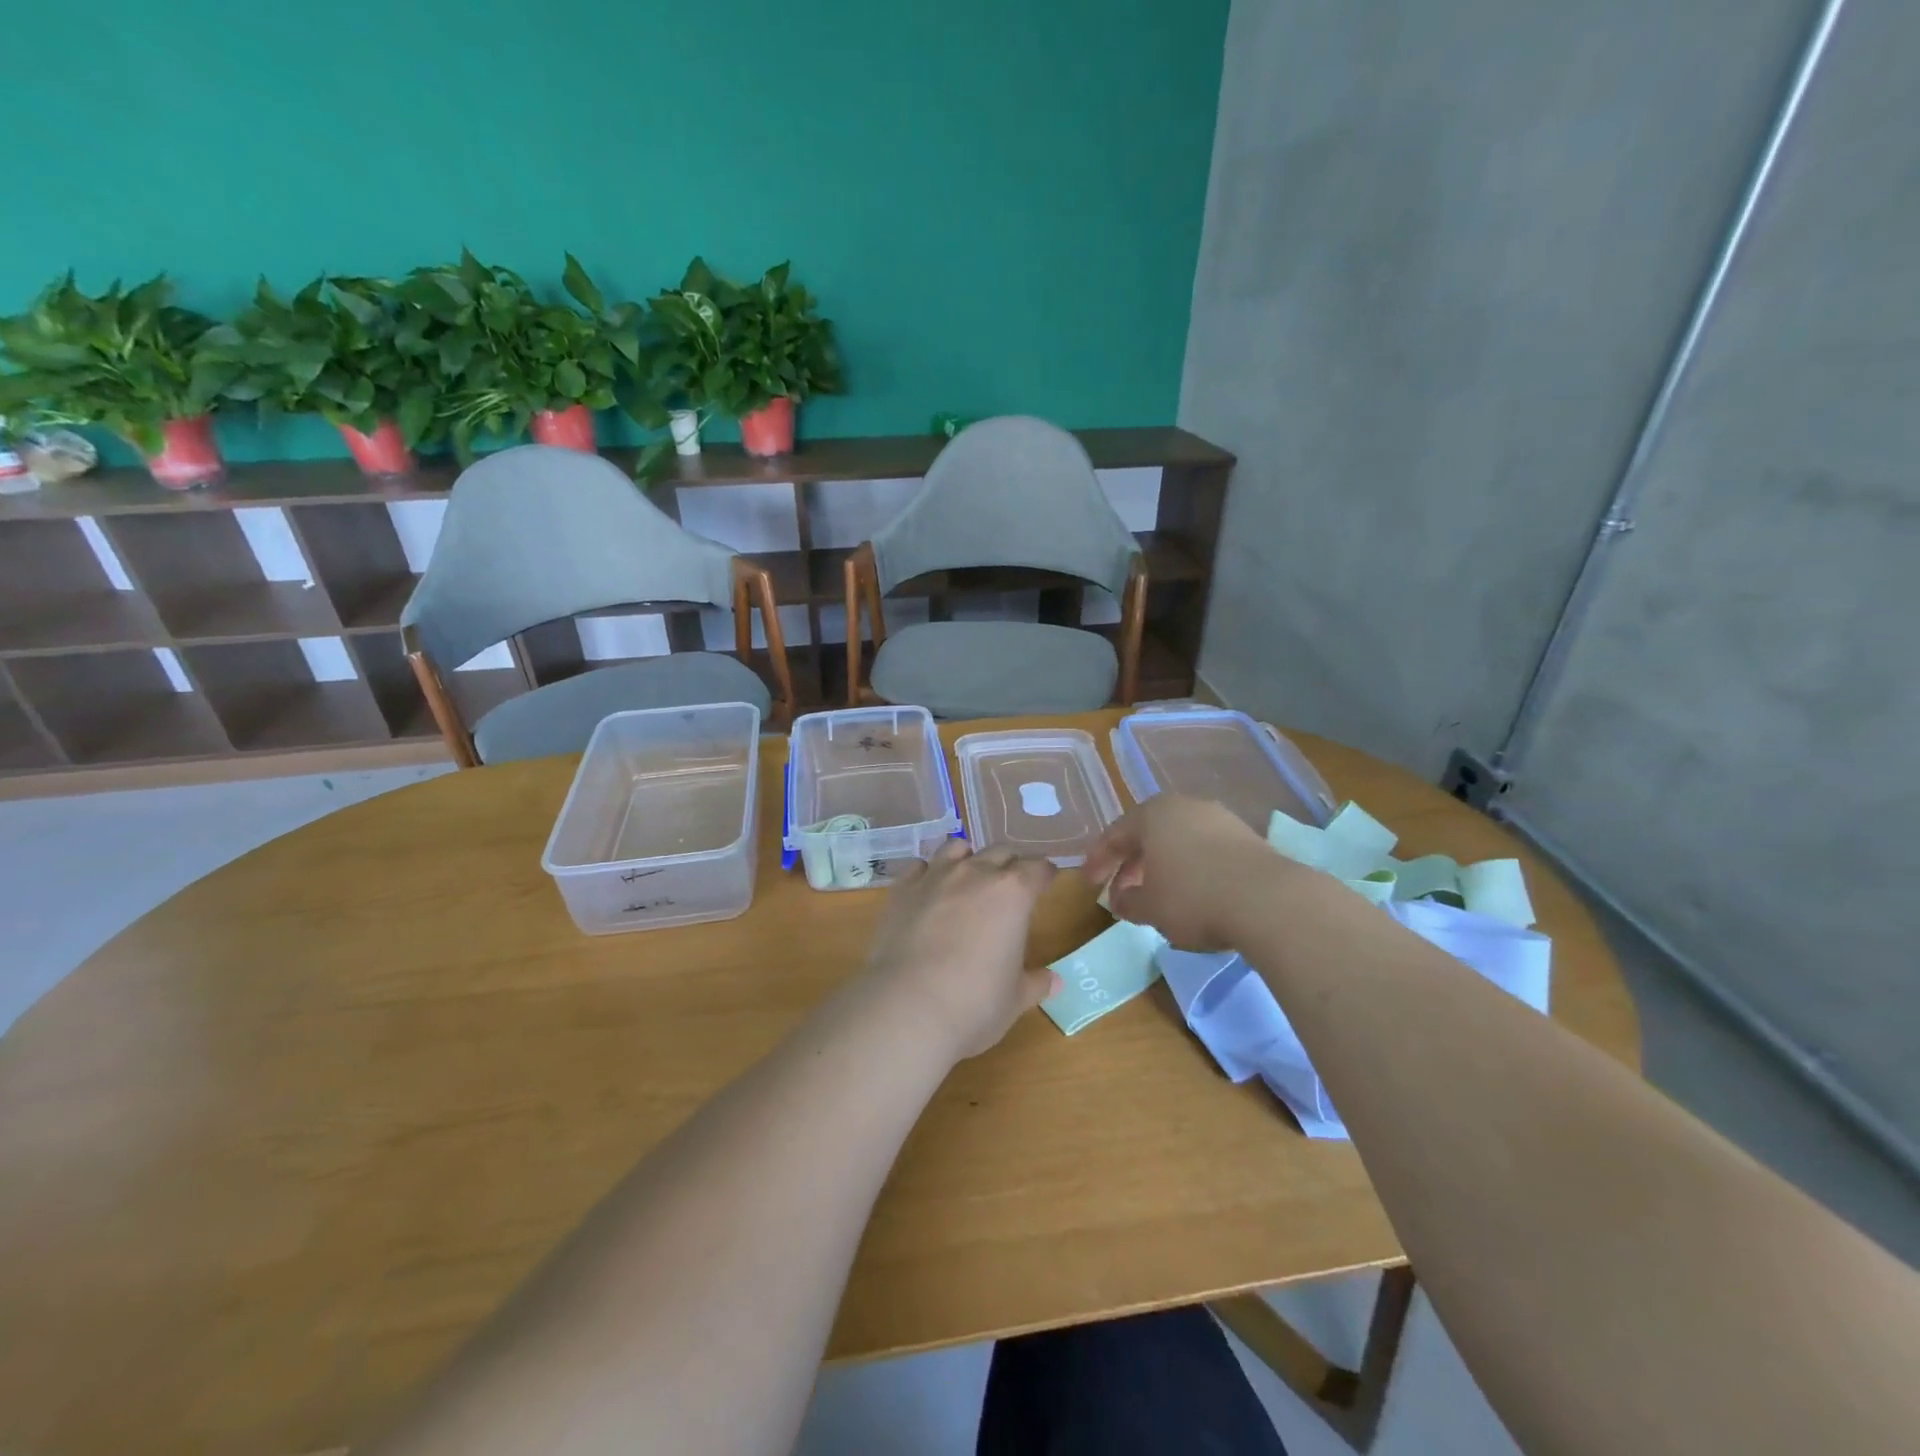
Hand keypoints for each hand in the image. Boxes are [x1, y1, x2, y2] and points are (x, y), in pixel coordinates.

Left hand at [862, 841, 1061, 1061]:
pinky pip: (920, 867)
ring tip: (968, 880)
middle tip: (1010, 887)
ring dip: (968, 859)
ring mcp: (935, 876)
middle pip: (1000, 852)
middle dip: (1009, 865)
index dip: (1044, 874)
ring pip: (957, 848)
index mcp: (1013, 893)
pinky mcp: (902, 889)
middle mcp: (975, 873)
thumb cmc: (974, 1004)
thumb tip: (1054, 981)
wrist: (907, 1008)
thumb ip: (1035, 983)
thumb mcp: (1015, 999)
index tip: (1046, 882)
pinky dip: (928, 874)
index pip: (1038, 868)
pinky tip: (929, 892)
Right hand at [1081, 795, 1280, 950]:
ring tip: (1157, 896)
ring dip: (1162, 867)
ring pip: (1178, 841)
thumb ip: (1127, 902)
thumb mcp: (1149, 907)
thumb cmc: (1193, 898)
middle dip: (1131, 865)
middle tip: (1121, 893)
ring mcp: (1220, 819)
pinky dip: (1191, 869)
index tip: (1089, 883)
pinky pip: (1206, 850)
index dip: (1098, 860)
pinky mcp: (1248, 837)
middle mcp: (1185, 806)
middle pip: (1148, 834)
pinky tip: (1193, 895)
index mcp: (1153, 814)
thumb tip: (1120, 900)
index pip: (1115, 834)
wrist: (1269, 901)